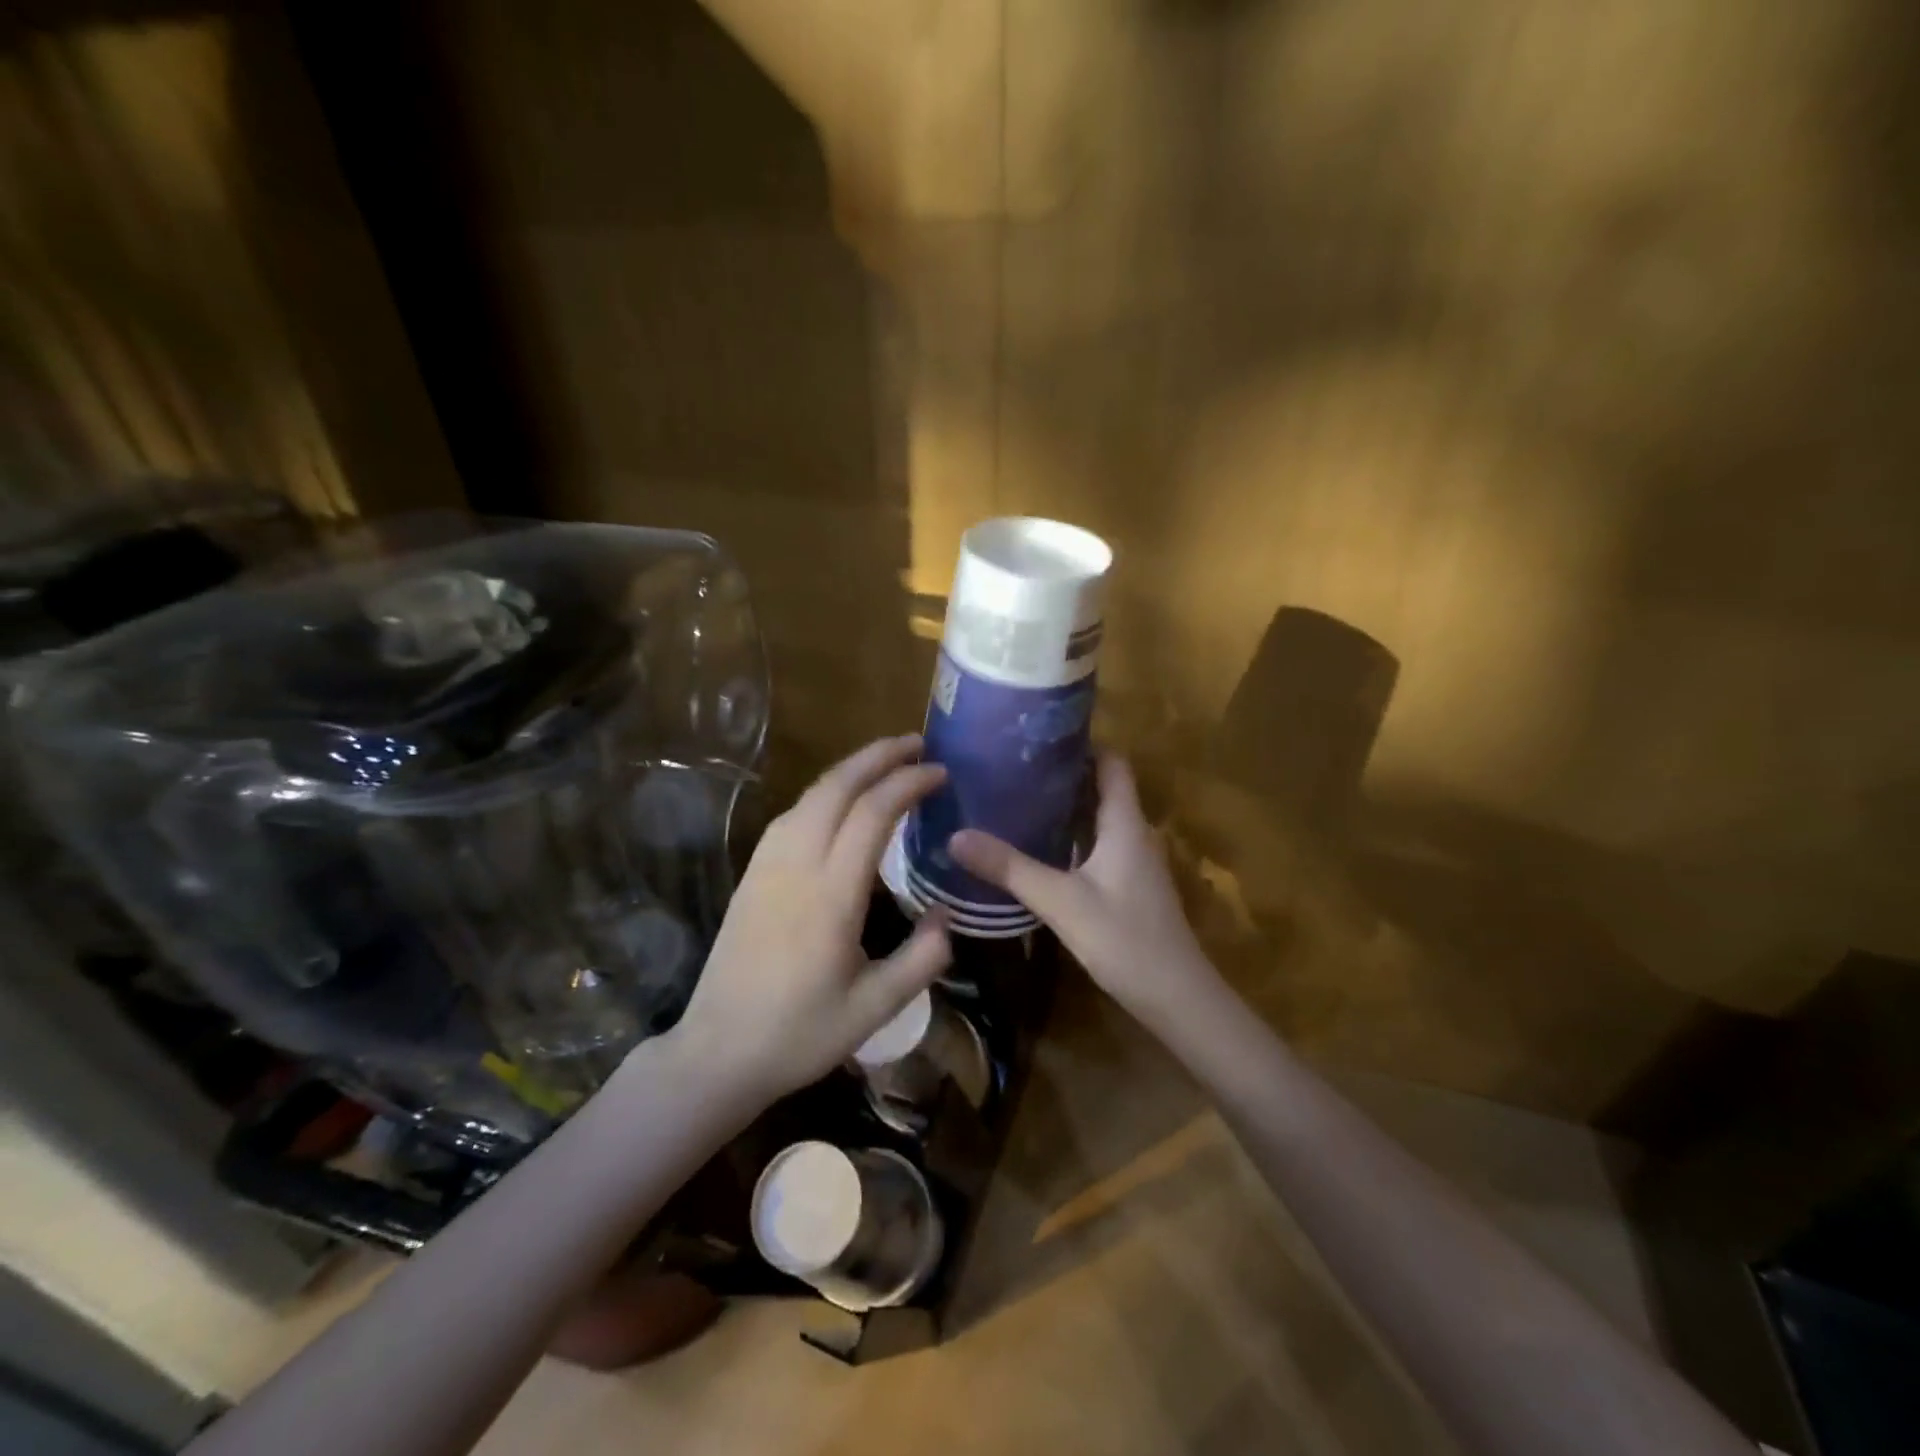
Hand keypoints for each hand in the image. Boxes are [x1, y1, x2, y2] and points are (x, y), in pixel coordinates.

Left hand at [669, 735, 952, 1102]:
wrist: (718, 1051)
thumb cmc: (800, 1034)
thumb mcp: (875, 1009)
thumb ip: (922, 960)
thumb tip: (948, 915)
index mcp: (831, 896)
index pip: (873, 814)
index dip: (909, 784)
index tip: (940, 773)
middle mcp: (797, 866)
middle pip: (837, 787)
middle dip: (878, 756)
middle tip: (916, 742)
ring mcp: (768, 865)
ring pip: (811, 795)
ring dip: (850, 768)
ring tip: (884, 761)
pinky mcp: (752, 873)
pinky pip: (792, 814)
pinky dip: (824, 792)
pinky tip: (840, 800)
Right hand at [950, 754, 1215, 1021]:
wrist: (1177, 999)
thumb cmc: (1125, 939)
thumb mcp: (1061, 902)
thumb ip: (1011, 868)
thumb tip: (957, 835)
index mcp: (1126, 823)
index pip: (1112, 763)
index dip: (1082, 744)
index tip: (1039, 735)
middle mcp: (1135, 834)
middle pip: (1103, 788)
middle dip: (1063, 774)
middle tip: (1013, 767)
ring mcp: (1135, 863)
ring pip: (1099, 820)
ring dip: (1066, 808)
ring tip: (1017, 799)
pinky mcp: (1129, 888)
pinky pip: (1099, 847)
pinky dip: (1071, 839)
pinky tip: (1039, 849)